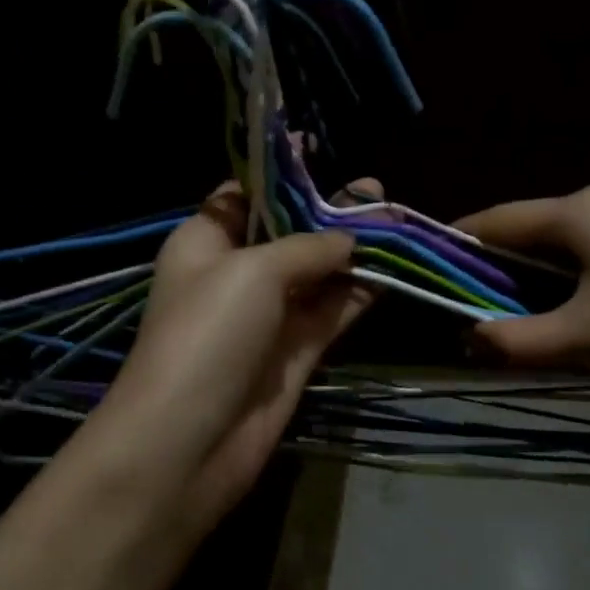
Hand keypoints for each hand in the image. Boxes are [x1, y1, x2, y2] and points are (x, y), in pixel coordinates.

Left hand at [91, 181, 377, 525]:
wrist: (190, 440)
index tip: (318, 148)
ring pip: (317, 273)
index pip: (244, 195)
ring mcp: (268, 316)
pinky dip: (359, 292)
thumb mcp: (252, 271)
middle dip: (329, 211)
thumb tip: (349, 238)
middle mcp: (236, 274)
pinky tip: (393, 270)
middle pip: (289, 232)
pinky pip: (332, 312)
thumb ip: (307, 247)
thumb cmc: (207, 335)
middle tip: (377, 191)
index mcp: (205, 241)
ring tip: (398, 221)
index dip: (280, 173)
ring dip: (354, 250)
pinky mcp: (295, 353)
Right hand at [456, 185, 589, 379]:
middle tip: (471, 317)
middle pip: (526, 234)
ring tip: (515, 327)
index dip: (456, 246)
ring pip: (558, 251)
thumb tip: (467, 340)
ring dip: (532, 286)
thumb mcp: (584, 339)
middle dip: (494, 275)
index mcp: (576, 212)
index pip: (494, 221)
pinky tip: (570, 323)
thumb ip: (515, 340)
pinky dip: (567, 288)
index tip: (427, 276)